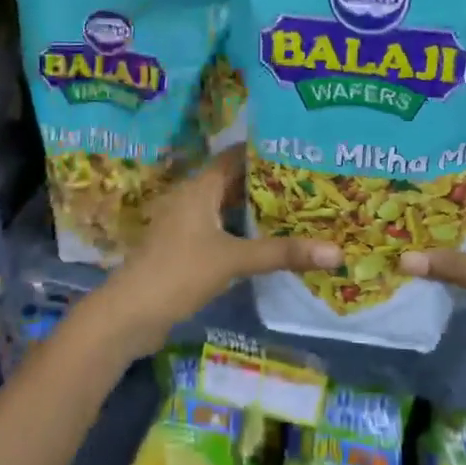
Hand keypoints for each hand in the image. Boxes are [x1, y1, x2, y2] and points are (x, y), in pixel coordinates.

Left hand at [94, 147, 340, 358]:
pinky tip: (270, 240)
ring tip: (299, 206)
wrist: (128, 315)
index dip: (265, 150)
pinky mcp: (186, 249)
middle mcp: (192, 198)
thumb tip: (337, 252)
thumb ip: (282, 253)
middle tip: (310, 179)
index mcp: (199, 187)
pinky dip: (244, 231)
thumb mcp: (233, 260)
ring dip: (256, 208)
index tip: (300, 148)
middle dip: (268, 181)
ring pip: (228, 207)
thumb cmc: (178, 273)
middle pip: (234, 181)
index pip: (236, 156)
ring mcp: (187, 225)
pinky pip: (221, 229)